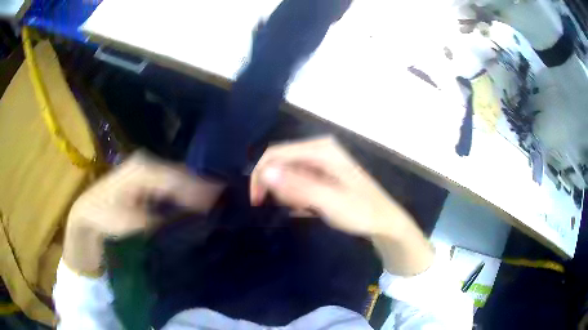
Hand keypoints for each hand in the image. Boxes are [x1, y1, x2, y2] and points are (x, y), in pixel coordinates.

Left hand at [64, 152, 222, 274]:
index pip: (179, 178)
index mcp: (143, 169)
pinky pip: (171, 185)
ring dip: (195, 192)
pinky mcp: (146, 179)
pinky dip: (184, 195)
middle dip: (202, 189)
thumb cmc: (105, 216)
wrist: (87, 214)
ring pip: (178, 179)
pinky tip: (195, 206)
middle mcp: (148, 163)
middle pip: (182, 175)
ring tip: (216, 205)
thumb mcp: (131, 222)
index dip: (201, 190)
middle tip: (225, 205)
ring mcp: (147, 170)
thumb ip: (160, 221)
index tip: (223, 203)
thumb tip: (189, 221)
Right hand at [251, 136, 433, 274]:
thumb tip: (265, 172)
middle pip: (281, 160)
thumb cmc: (361, 212)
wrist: (385, 221)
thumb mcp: (329, 202)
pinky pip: (299, 180)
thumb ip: (298, 186)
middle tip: (277, 208)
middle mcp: (320, 149)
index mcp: (321, 149)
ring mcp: (323, 161)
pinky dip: (296, 195)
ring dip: (286, 192)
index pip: (276, 153)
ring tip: (301, 209)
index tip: (257, 201)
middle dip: (273, 184)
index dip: (260, 175)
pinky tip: (307, 208)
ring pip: (289, 172)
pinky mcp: (324, 173)